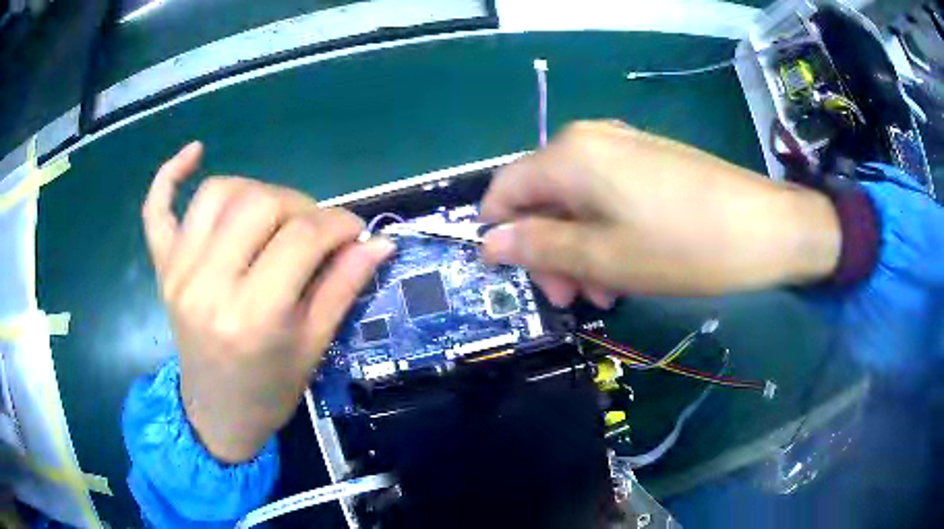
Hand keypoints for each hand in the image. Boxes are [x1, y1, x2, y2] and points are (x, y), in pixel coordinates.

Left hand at [142, 142, 393, 462]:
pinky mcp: (162, 268)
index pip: (301, 238)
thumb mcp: (313, 347)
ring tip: (275, 215)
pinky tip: (195, 152)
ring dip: (256, 191)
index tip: (356, 231)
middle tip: (317, 231)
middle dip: (301, 206)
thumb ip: (343, 288)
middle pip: (259, 204)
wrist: (216, 413)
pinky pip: (156, 209)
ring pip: (217, 193)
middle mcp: (208, 284)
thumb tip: (380, 242)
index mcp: (252, 316)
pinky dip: (170, 175)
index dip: (339, 224)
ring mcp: (178, 272)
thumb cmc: (269, 391)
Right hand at [481, 121, 840, 301]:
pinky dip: (604, 230)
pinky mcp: (648, 159)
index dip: (500, 234)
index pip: (504, 190)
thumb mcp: (603, 256)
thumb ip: (539, 246)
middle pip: (541, 196)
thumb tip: (489, 242)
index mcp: (568, 156)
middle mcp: (588, 139)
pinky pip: (607, 194)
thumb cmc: (683, 246)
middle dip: (548, 248)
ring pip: (576, 200)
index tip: (515, 276)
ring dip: (578, 246)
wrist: (765, 227)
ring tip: (605, 289)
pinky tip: (626, 262)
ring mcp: (622, 146)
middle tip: (572, 297)